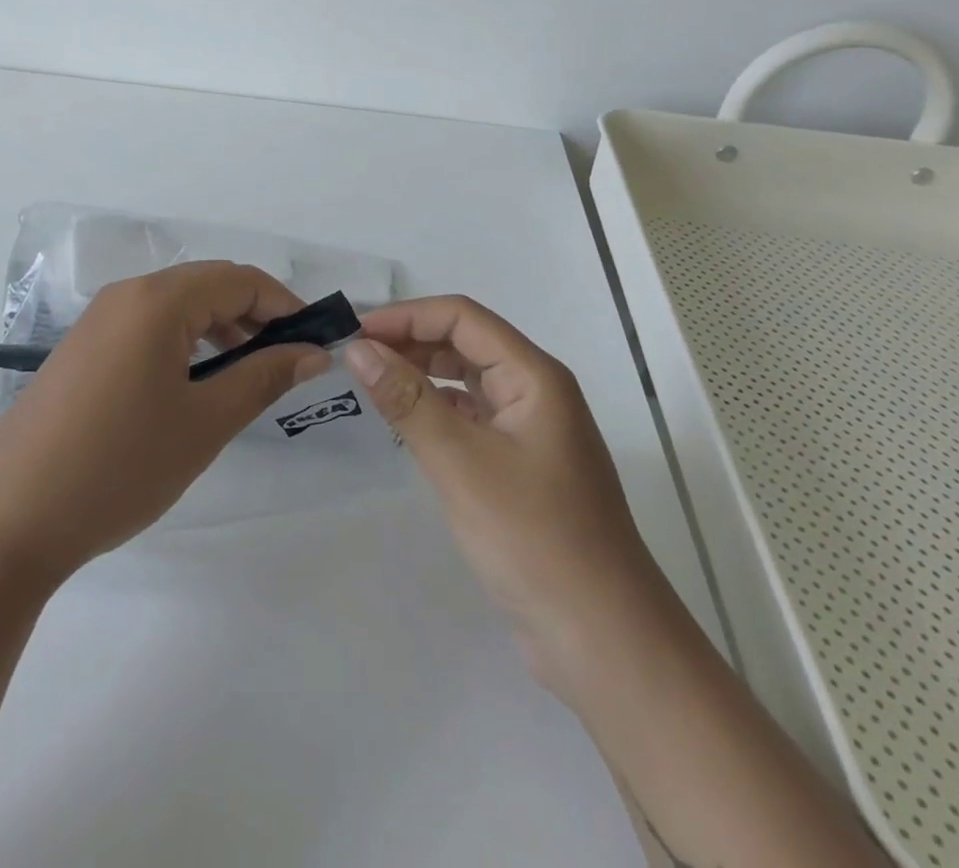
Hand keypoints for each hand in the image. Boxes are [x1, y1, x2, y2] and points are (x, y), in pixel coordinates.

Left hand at [0, 261, 331, 581]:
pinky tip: (196, 383)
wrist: (7, 519)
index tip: (315, 342)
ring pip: (178, 306)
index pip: (240, 280)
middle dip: (255, 315)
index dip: (285, 305)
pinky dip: (185, 342)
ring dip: (221, 328)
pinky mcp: (83, 349)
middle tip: (288, 362)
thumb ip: (264, 377)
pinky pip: (148, 326)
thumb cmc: (119, 466)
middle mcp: (126, 295)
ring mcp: (98, 320)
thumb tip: (313, 353)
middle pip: (208, 285)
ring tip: (248, 373)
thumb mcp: (205, 423)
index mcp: (158, 300)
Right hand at [344, 296, 653, 691]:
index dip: (406, 316)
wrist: (603, 641)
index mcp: (534, 376)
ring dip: (422, 374)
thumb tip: (359, 348)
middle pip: (466, 343)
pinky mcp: (523, 467)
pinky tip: (408, 423)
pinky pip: (473, 418)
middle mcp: (536, 392)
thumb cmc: (533, 538)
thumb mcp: (460, 462)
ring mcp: (532, 431)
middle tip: (355, 358)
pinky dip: (437, 410)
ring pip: (469, 381)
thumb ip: (407, 399)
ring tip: (372, 383)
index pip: (462, 317)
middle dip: (411, 341)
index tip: (355, 334)